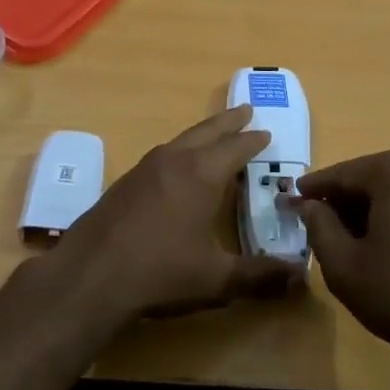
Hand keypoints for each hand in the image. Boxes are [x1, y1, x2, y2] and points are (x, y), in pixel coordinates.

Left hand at [42, 105, 305, 330]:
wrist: (90, 275)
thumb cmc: (160, 272)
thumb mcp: (216, 279)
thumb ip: (259, 276)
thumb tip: (299, 277)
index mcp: (201, 174)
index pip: (235, 148)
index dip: (253, 141)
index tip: (266, 132)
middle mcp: (173, 160)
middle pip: (206, 132)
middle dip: (228, 122)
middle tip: (245, 110)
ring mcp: (144, 168)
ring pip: (180, 140)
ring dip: (202, 134)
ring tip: (214, 136)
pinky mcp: (124, 182)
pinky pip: (161, 155)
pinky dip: (179, 151)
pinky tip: (177, 168)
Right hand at [298, 148, 389, 358]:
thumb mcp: (343, 263)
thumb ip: (318, 226)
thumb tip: (310, 206)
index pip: (343, 174)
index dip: (314, 189)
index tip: (291, 199)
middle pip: (372, 179)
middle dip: (344, 200)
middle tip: (317, 222)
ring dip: (370, 209)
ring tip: (347, 238)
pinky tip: (383, 245)